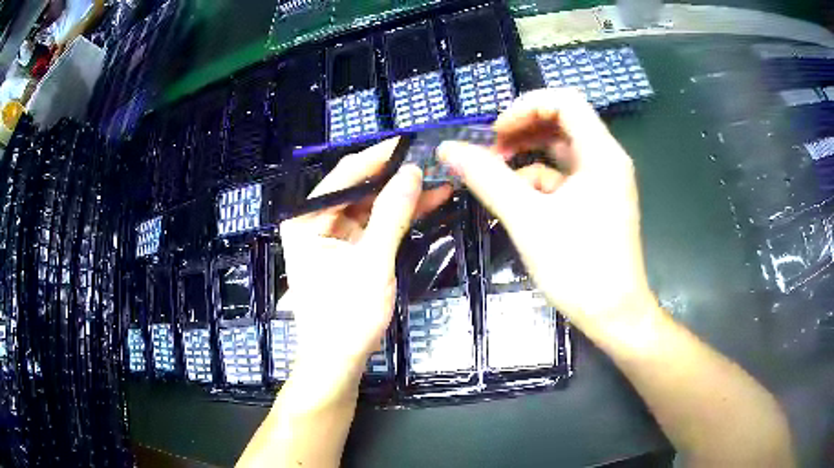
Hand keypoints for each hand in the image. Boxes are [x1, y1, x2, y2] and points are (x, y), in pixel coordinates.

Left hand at [279, 139, 449, 394]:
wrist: (338, 360)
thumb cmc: (347, 314)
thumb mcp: (372, 261)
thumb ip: (392, 213)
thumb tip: (413, 171)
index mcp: (306, 219)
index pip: (346, 175)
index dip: (380, 157)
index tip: (412, 142)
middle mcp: (315, 221)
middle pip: (359, 188)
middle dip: (396, 177)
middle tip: (431, 161)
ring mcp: (332, 235)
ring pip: (371, 205)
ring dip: (402, 196)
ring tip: (439, 181)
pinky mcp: (348, 250)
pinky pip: (375, 224)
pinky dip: (398, 217)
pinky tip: (427, 203)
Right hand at [438, 88, 655, 330]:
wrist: (614, 316)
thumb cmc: (579, 268)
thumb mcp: (528, 220)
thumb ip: (487, 179)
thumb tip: (448, 149)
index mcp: (601, 153)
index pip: (564, 101)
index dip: (525, 107)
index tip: (496, 134)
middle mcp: (607, 159)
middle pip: (563, 123)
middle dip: (523, 131)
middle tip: (491, 152)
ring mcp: (605, 181)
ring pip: (562, 151)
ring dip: (528, 157)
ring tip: (497, 176)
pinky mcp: (599, 201)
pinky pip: (566, 177)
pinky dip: (540, 181)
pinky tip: (519, 201)